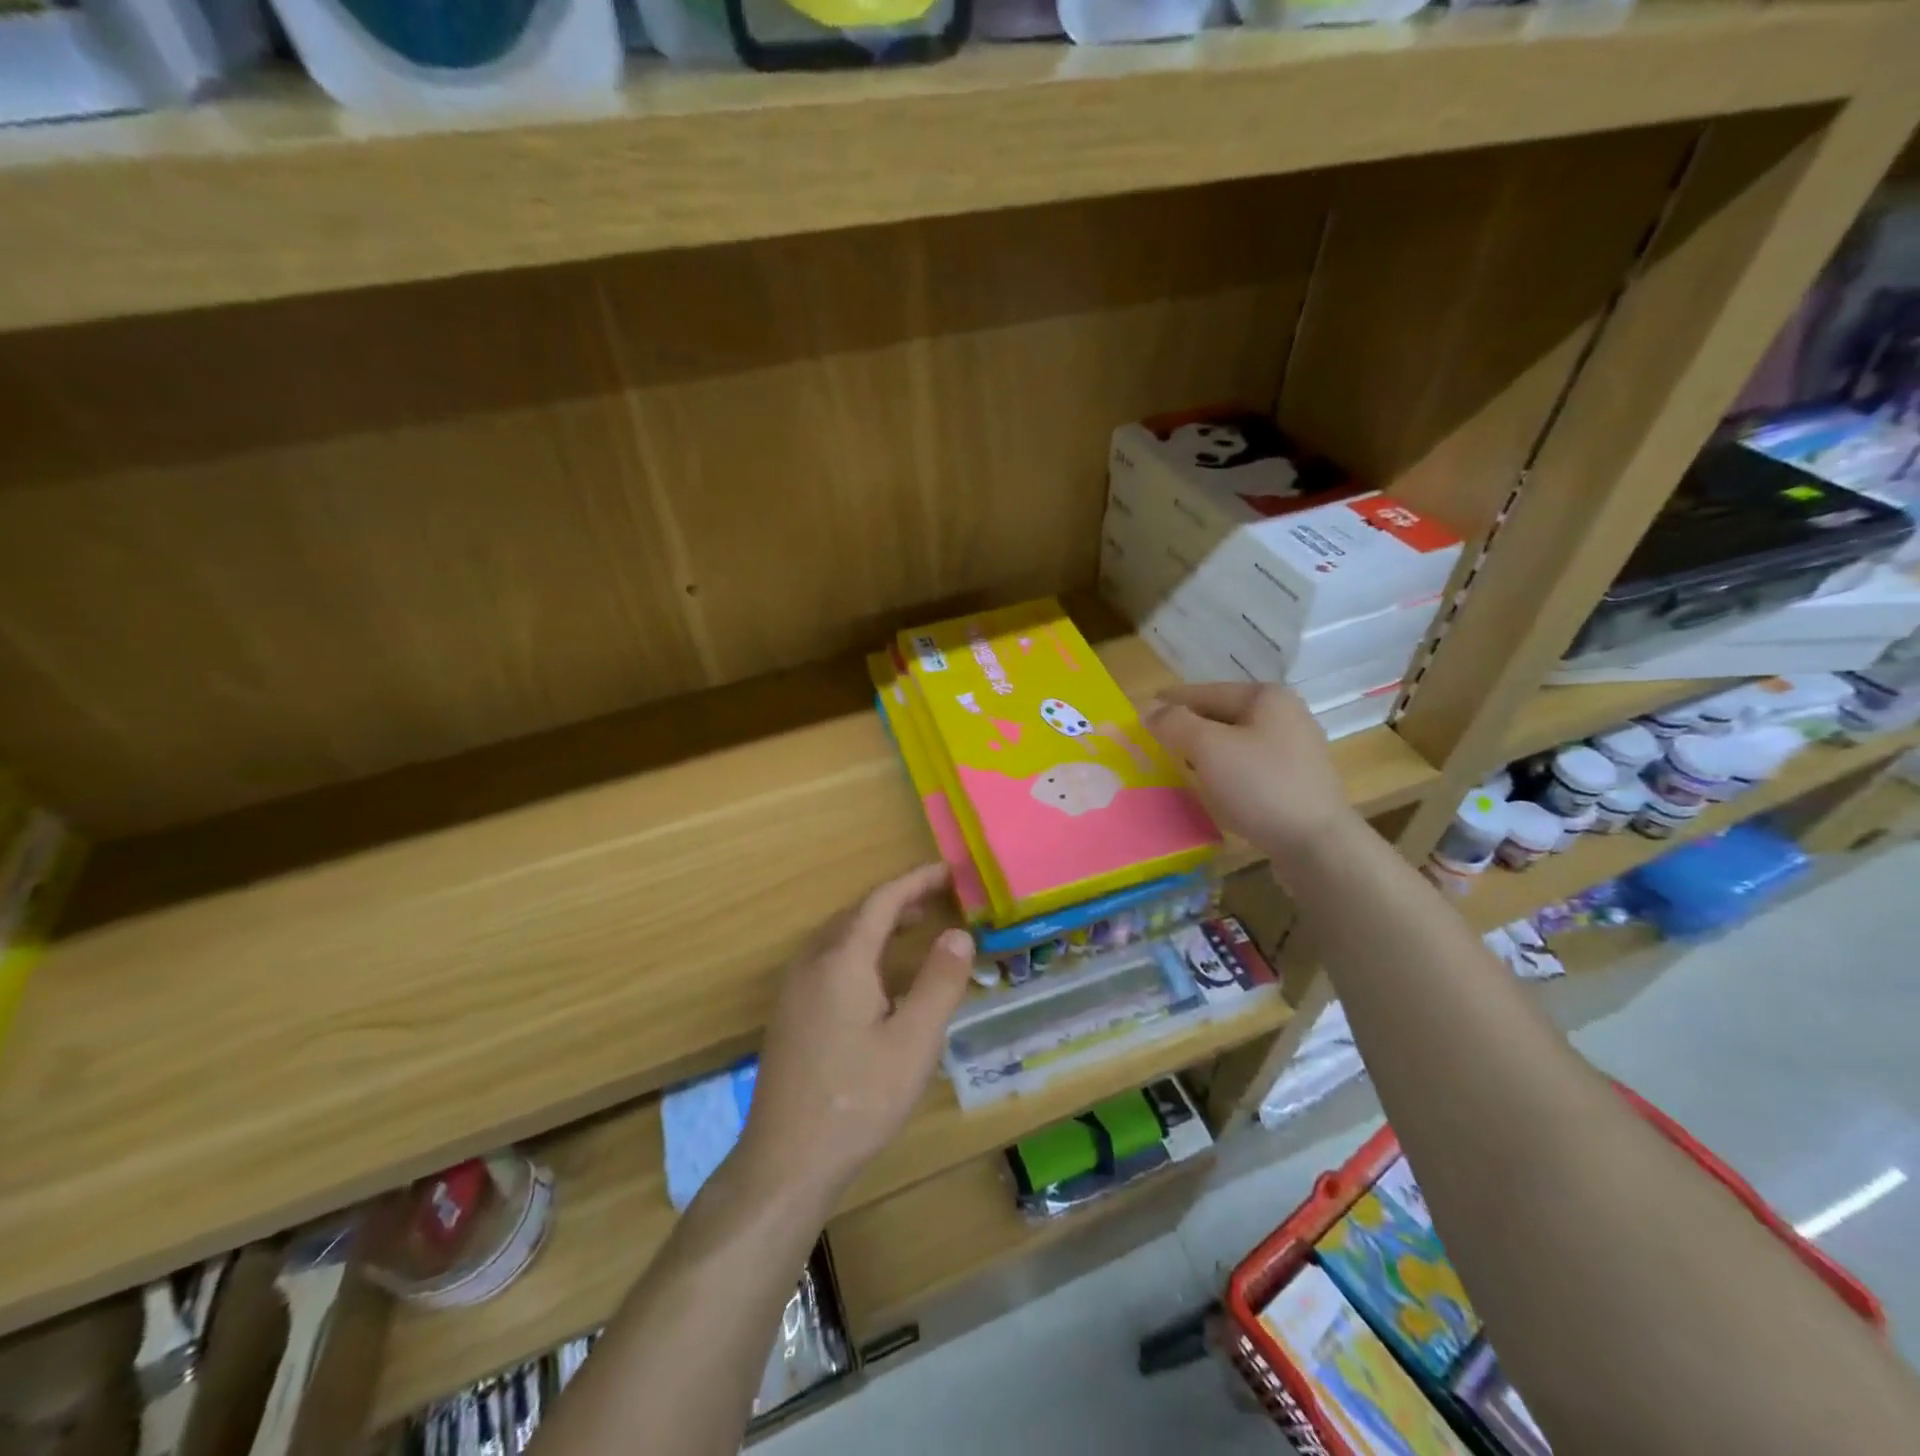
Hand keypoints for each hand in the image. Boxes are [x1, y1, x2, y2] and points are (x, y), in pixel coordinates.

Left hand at [739, 864, 974, 1207]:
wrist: (786, 1161)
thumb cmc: (858, 1099)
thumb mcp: (914, 1042)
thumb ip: (939, 982)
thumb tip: (958, 933)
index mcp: (842, 960)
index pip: (881, 901)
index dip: (915, 881)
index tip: (947, 870)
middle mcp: (812, 963)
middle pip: (857, 913)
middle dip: (898, 900)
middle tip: (938, 898)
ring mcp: (794, 988)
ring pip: (840, 936)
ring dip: (877, 923)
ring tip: (914, 927)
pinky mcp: (789, 1013)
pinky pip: (828, 958)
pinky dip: (860, 947)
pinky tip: (878, 976)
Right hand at [1144, 683, 1355, 870]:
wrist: (1317, 844)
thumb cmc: (1260, 785)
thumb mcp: (1207, 748)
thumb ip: (1174, 723)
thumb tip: (1147, 708)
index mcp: (1266, 696)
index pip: (1204, 691)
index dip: (1169, 702)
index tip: (1140, 715)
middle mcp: (1285, 714)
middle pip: (1221, 714)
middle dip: (1187, 727)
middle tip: (1153, 743)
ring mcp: (1295, 749)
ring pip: (1235, 741)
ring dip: (1204, 750)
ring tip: (1176, 764)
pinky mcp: (1296, 780)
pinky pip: (1249, 765)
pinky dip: (1225, 769)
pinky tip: (1211, 785)